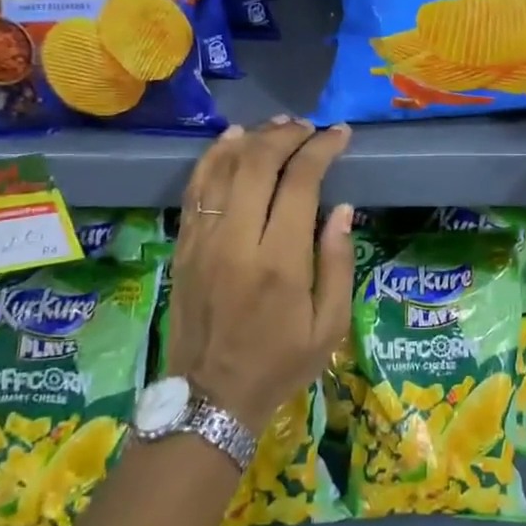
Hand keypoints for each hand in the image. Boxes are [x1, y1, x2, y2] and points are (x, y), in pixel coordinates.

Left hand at [165, 118, 355, 431]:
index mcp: (280, 262)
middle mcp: (237, 241)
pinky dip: (214, 158)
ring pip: (223, 169)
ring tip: (278, 126)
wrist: (211, 398)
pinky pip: (196, 189)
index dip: (321, 149)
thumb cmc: (280, 364)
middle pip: (257, 164)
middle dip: (287, 135)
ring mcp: (203, 241)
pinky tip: (232, 141)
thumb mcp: (330, 327)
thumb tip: (341, 208)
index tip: (340, 135)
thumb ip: (338, 263)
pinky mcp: (183, 246)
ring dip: (252, 139)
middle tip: (309, 127)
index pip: (300, 182)